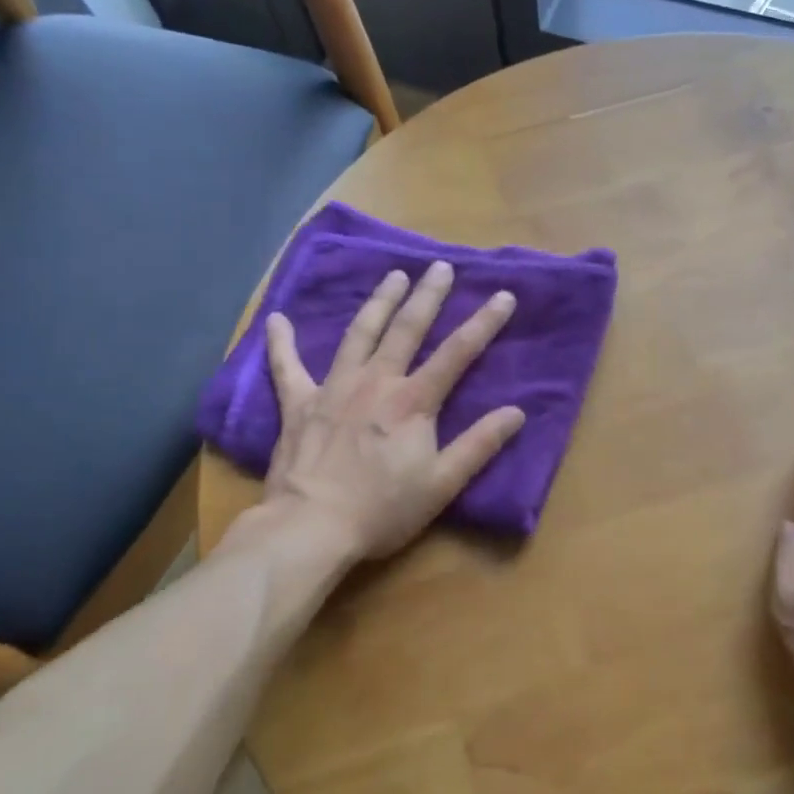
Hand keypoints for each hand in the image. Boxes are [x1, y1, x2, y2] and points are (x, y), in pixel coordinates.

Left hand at [258, 262, 525, 559]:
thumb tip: (516, 412)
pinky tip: (277, 319)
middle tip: (440, 266)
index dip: (484, 322)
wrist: (310, 526)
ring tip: (393, 276)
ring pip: (359, 334)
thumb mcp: (442, 484)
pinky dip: (281, 343)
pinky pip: (287, 367)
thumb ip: (479, 445)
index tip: (504, 295)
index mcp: (413, 401)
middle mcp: (376, 382)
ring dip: (378, 302)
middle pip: (407, 329)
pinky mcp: (298, 404)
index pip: (458, 353)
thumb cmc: (382, 510)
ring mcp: (334, 388)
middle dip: (427, 296)